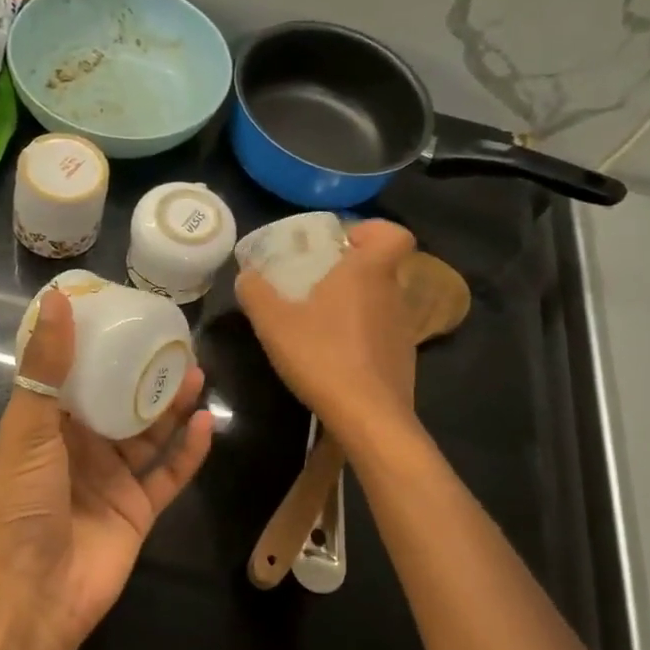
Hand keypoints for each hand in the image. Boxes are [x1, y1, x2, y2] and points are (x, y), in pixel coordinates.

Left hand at [0, 290, 212, 649]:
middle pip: (118, 402)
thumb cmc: (21, 503)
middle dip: (142, 374)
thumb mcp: (28, 428)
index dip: (95, 347)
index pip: (72, 375)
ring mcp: (111, 480)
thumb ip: (47, 367)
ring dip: (170, 407)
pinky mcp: (138, 509)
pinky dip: (189, 451)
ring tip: (196, 373)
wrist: (32, 594)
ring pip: (148, 434)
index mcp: (45, 426)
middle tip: (173, 344)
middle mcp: (79, 448)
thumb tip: (57, 300)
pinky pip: (169, 473)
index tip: (123, 315)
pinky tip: (206, 423)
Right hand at [236, 219, 418, 438]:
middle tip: (312, 285)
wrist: (368, 418)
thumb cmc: (323, 356)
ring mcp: (403, 330)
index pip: (393, 233)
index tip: (341, 245)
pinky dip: (359, 338)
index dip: (370, 231)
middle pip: (379, 269)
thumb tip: (247, 275)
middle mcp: (392, 294)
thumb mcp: (273, 322)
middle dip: (348, 272)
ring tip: (317, 325)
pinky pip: (380, 335)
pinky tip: (332, 358)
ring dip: (352, 307)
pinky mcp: (402, 360)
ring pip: (379, 303)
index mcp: (368, 272)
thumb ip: (256, 293)